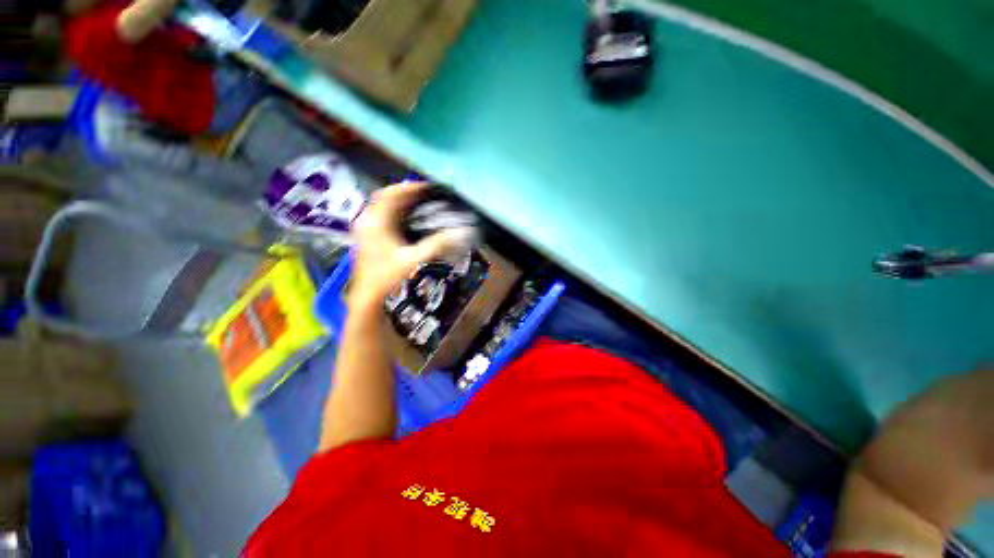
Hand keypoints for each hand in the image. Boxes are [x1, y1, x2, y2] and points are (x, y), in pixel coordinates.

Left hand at [350, 182, 474, 308]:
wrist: (367, 296)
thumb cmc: (386, 278)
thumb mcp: (413, 260)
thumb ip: (436, 245)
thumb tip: (460, 234)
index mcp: (376, 222)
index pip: (391, 193)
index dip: (410, 187)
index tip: (427, 187)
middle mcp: (367, 221)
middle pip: (385, 195)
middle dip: (405, 192)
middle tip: (424, 192)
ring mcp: (364, 228)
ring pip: (381, 204)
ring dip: (398, 200)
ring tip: (418, 201)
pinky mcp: (365, 235)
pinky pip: (379, 213)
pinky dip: (393, 210)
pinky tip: (405, 216)